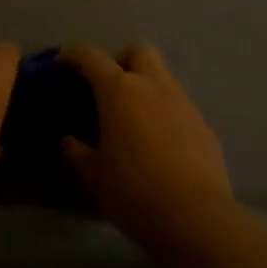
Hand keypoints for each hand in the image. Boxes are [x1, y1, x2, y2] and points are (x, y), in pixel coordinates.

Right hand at [57, 43, 233, 235]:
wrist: (194, 216)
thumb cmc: (132, 191)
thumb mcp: (93, 175)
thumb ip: (77, 152)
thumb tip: (70, 141)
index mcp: (119, 91)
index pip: (91, 57)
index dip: (73, 55)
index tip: (62, 62)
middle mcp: (153, 86)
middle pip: (138, 51)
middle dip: (121, 61)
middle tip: (108, 89)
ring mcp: (183, 102)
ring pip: (162, 77)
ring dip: (145, 87)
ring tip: (133, 120)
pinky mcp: (204, 124)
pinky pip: (179, 106)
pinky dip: (165, 114)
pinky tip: (160, 144)